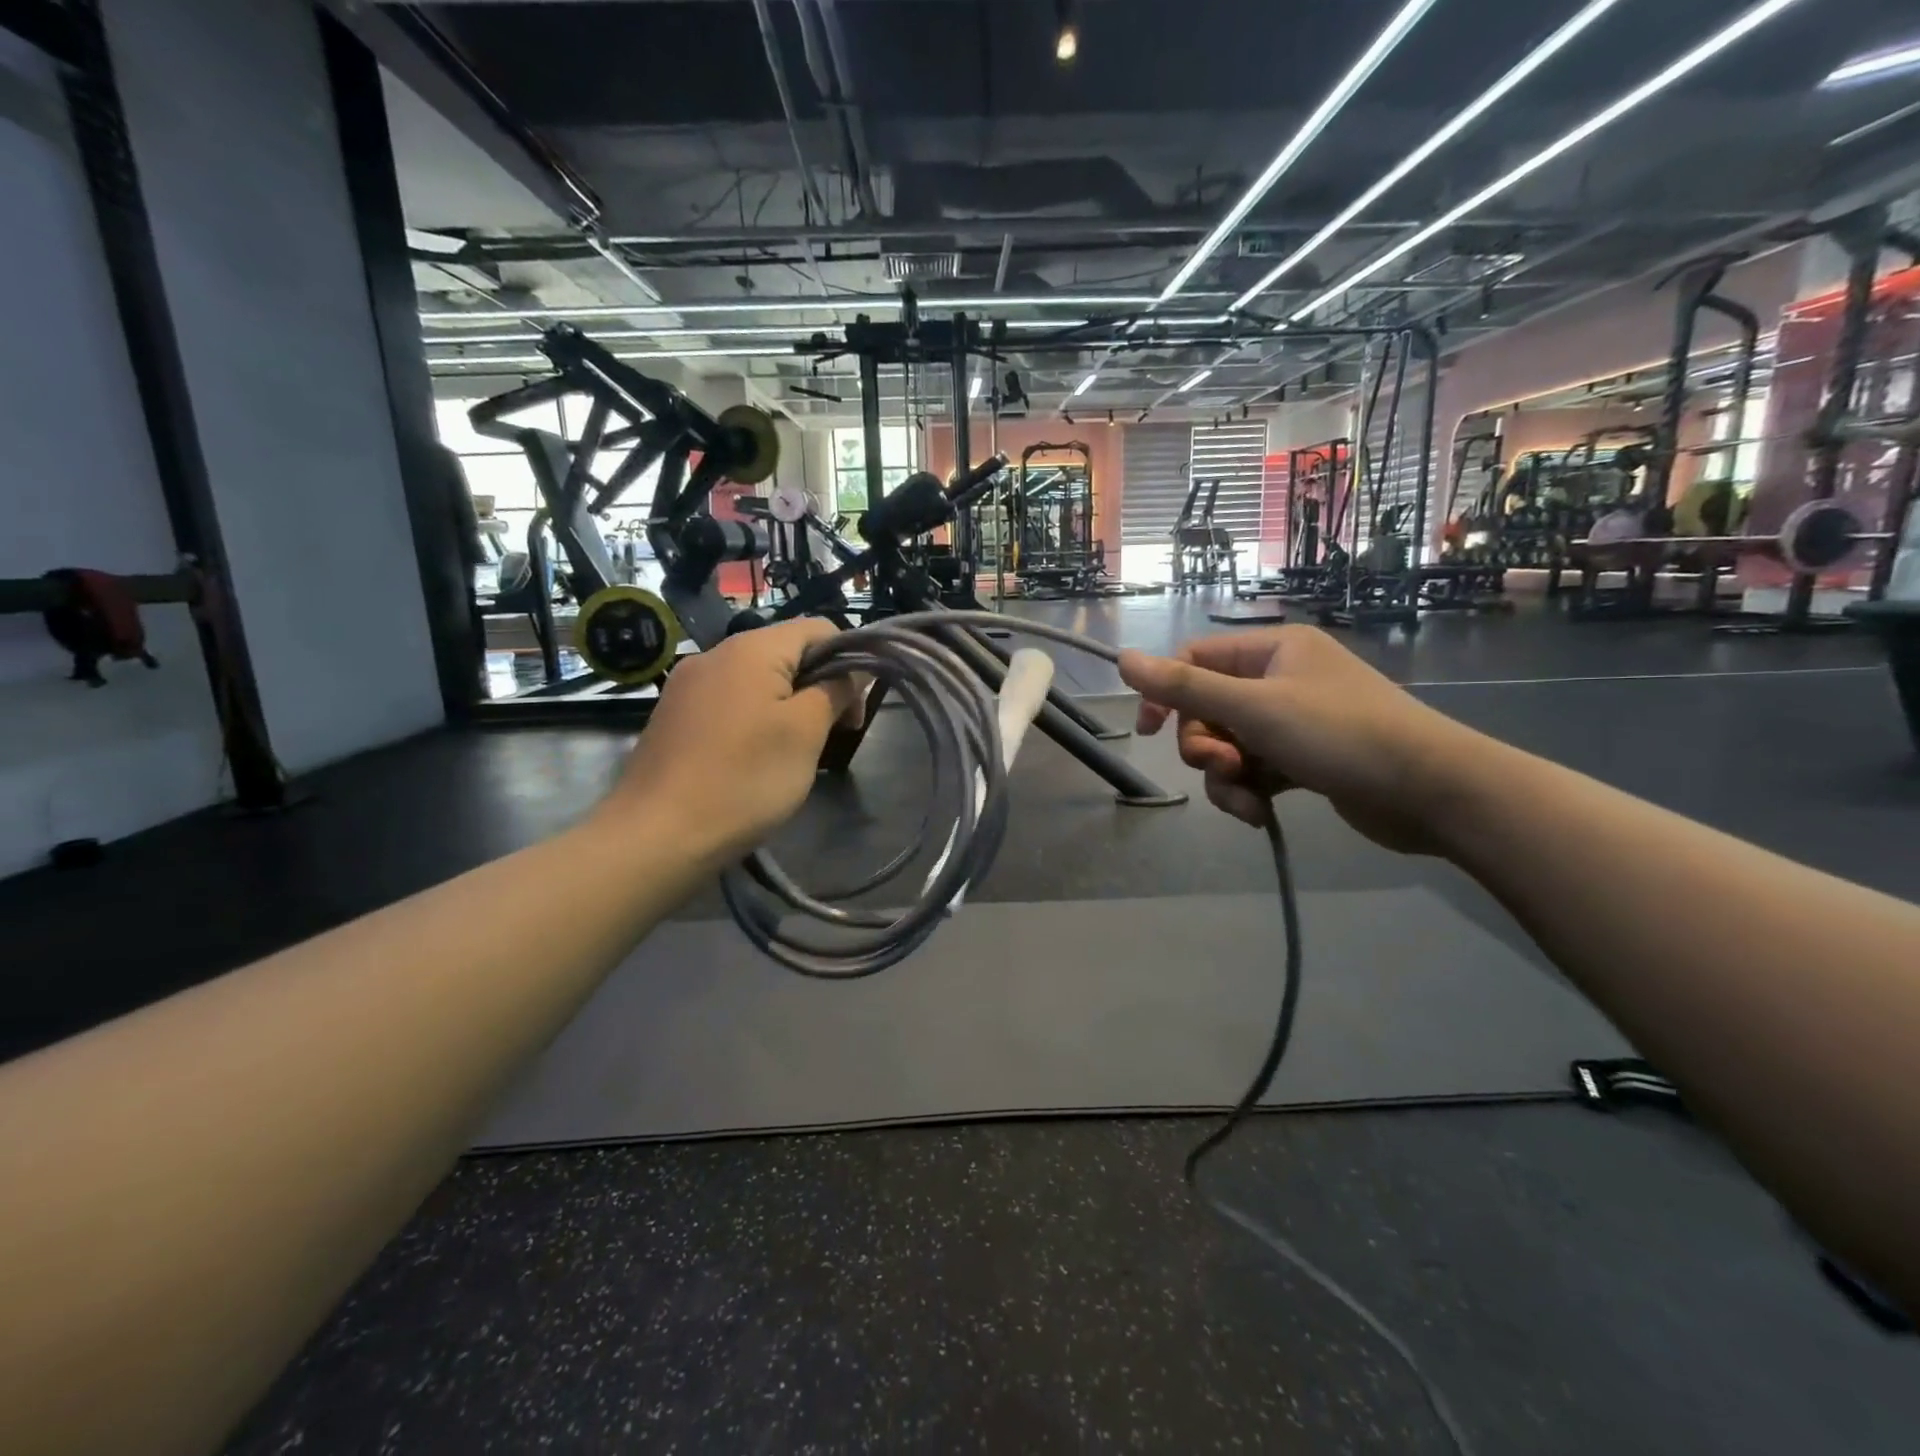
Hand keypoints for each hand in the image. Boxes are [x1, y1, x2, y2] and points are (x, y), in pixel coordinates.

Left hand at [595, 619, 861, 865]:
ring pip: (758, 680)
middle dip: (819, 686)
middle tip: (832, 735)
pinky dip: (755, 719)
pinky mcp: (674, 715)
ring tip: (795, 752)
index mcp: (751, 648)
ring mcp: (688, 684)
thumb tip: (855, 668)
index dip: (849, 660)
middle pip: (787, 653)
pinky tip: (754, 759)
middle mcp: (715, 653)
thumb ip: (835, 690)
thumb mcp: (805, 733)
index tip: (854, 710)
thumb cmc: (744, 779)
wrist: (656, 836)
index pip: (819, 628)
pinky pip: (730, 702)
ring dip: (789, 706)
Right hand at [1117, 627, 1480, 853]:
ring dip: (1226, 777)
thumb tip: (1122, 659)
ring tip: (1246, 801)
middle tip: (1225, 766)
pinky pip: (1255, 770)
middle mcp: (1280, 679)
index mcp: (1271, 651)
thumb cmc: (1340, 734)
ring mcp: (1293, 721)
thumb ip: (1184, 687)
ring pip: (1229, 746)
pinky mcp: (1304, 760)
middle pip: (1208, 710)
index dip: (1167, 695)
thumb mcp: (1254, 708)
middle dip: (1206, 746)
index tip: (1152, 732)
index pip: (1195, 661)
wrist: (1431, 792)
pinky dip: (1250, 792)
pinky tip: (1261, 814)